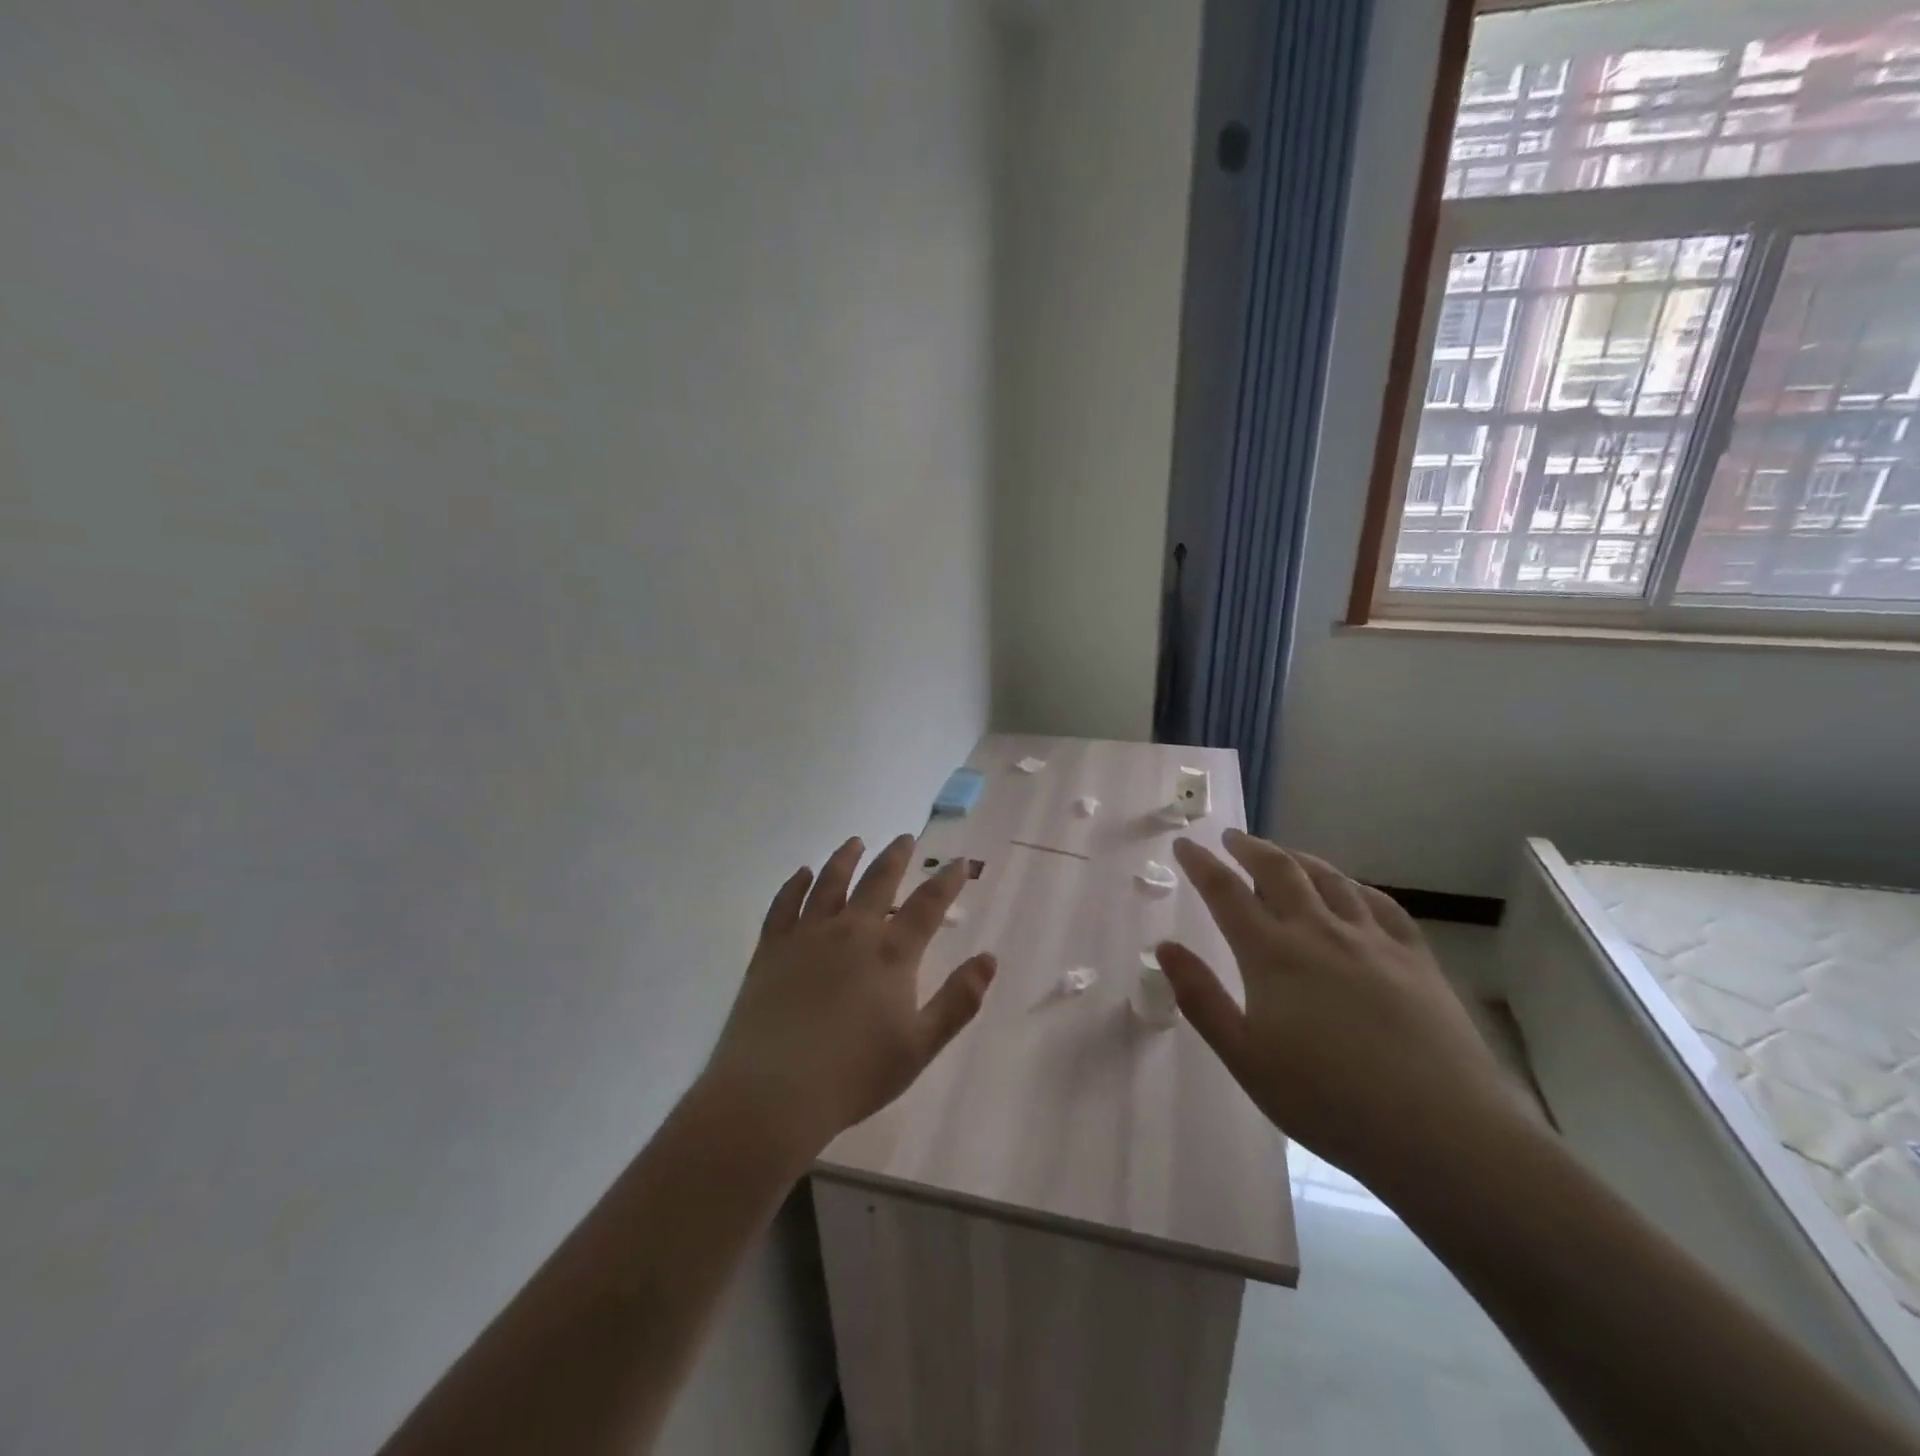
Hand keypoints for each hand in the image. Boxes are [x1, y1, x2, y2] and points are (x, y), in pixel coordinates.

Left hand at [700, 835, 996, 1164]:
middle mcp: (851, 931)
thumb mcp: (920, 1045)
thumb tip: (989, 959)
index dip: (946, 881)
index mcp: (891, 953)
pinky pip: (784, 904)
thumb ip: (958, 1000)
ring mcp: (807, 936)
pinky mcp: (771, 948)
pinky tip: (801, 874)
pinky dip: (794, 885)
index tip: (958, 863)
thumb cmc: (855, 1074)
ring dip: (845, 858)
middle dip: (896, 857)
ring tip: (855, 841)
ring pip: (830, 883)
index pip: (927, 905)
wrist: (774, 1092)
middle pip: (878, 881)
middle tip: (906, 838)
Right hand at [1158, 831, 1527, 1193]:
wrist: (1440, 1132)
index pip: (1226, 893)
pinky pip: (1381, 904)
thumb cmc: (1327, 1100)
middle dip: (1250, 848)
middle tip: (1232, 838)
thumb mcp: (1245, 1058)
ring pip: (1329, 879)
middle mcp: (1319, 932)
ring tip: (1283, 854)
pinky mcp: (1415, 958)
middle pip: (1279, 871)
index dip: (1201, 864)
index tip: (1185, 844)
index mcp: (1272, 954)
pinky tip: (1351, 890)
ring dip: (1298, 858)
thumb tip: (1164, 947)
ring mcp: (1372, 940)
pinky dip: (1355, 886)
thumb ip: (1200, 998)